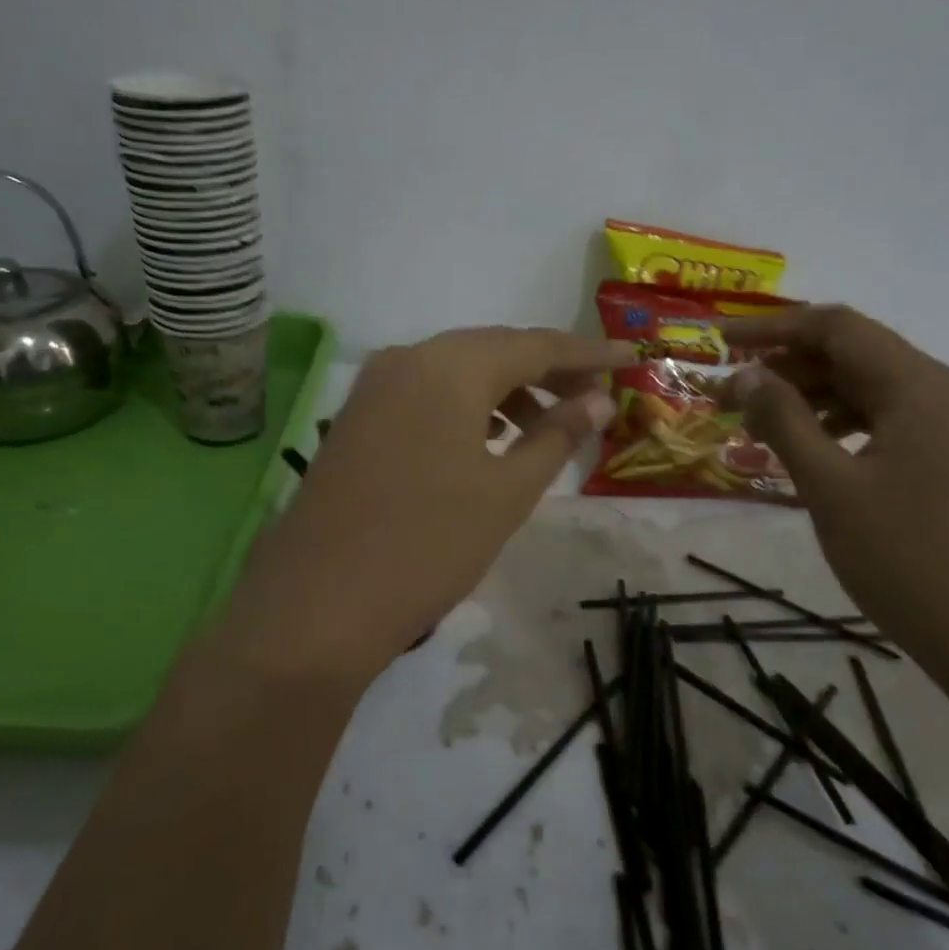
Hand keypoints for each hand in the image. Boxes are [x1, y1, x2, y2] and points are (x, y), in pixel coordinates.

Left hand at [230, 326, 631, 682]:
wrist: (318, 604)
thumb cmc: (428, 545)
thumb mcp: (507, 492)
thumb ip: (556, 436)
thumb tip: (596, 399)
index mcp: (449, 366)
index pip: (535, 345)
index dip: (587, 352)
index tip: (630, 357)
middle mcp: (407, 359)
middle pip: (492, 350)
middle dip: (546, 368)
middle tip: (592, 392)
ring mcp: (373, 387)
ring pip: (456, 371)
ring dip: (505, 389)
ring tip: (545, 424)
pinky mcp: (356, 418)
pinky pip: (425, 394)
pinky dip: (465, 406)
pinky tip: (487, 439)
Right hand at [724, 306, 948, 677]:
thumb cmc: (906, 560)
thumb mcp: (830, 487)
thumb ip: (784, 420)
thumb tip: (747, 374)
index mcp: (923, 388)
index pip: (838, 328)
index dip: (773, 328)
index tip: (721, 342)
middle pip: (858, 354)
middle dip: (790, 366)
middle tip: (733, 393)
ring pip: (875, 389)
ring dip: (815, 396)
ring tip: (762, 423)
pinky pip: (894, 420)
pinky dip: (846, 423)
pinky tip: (813, 449)